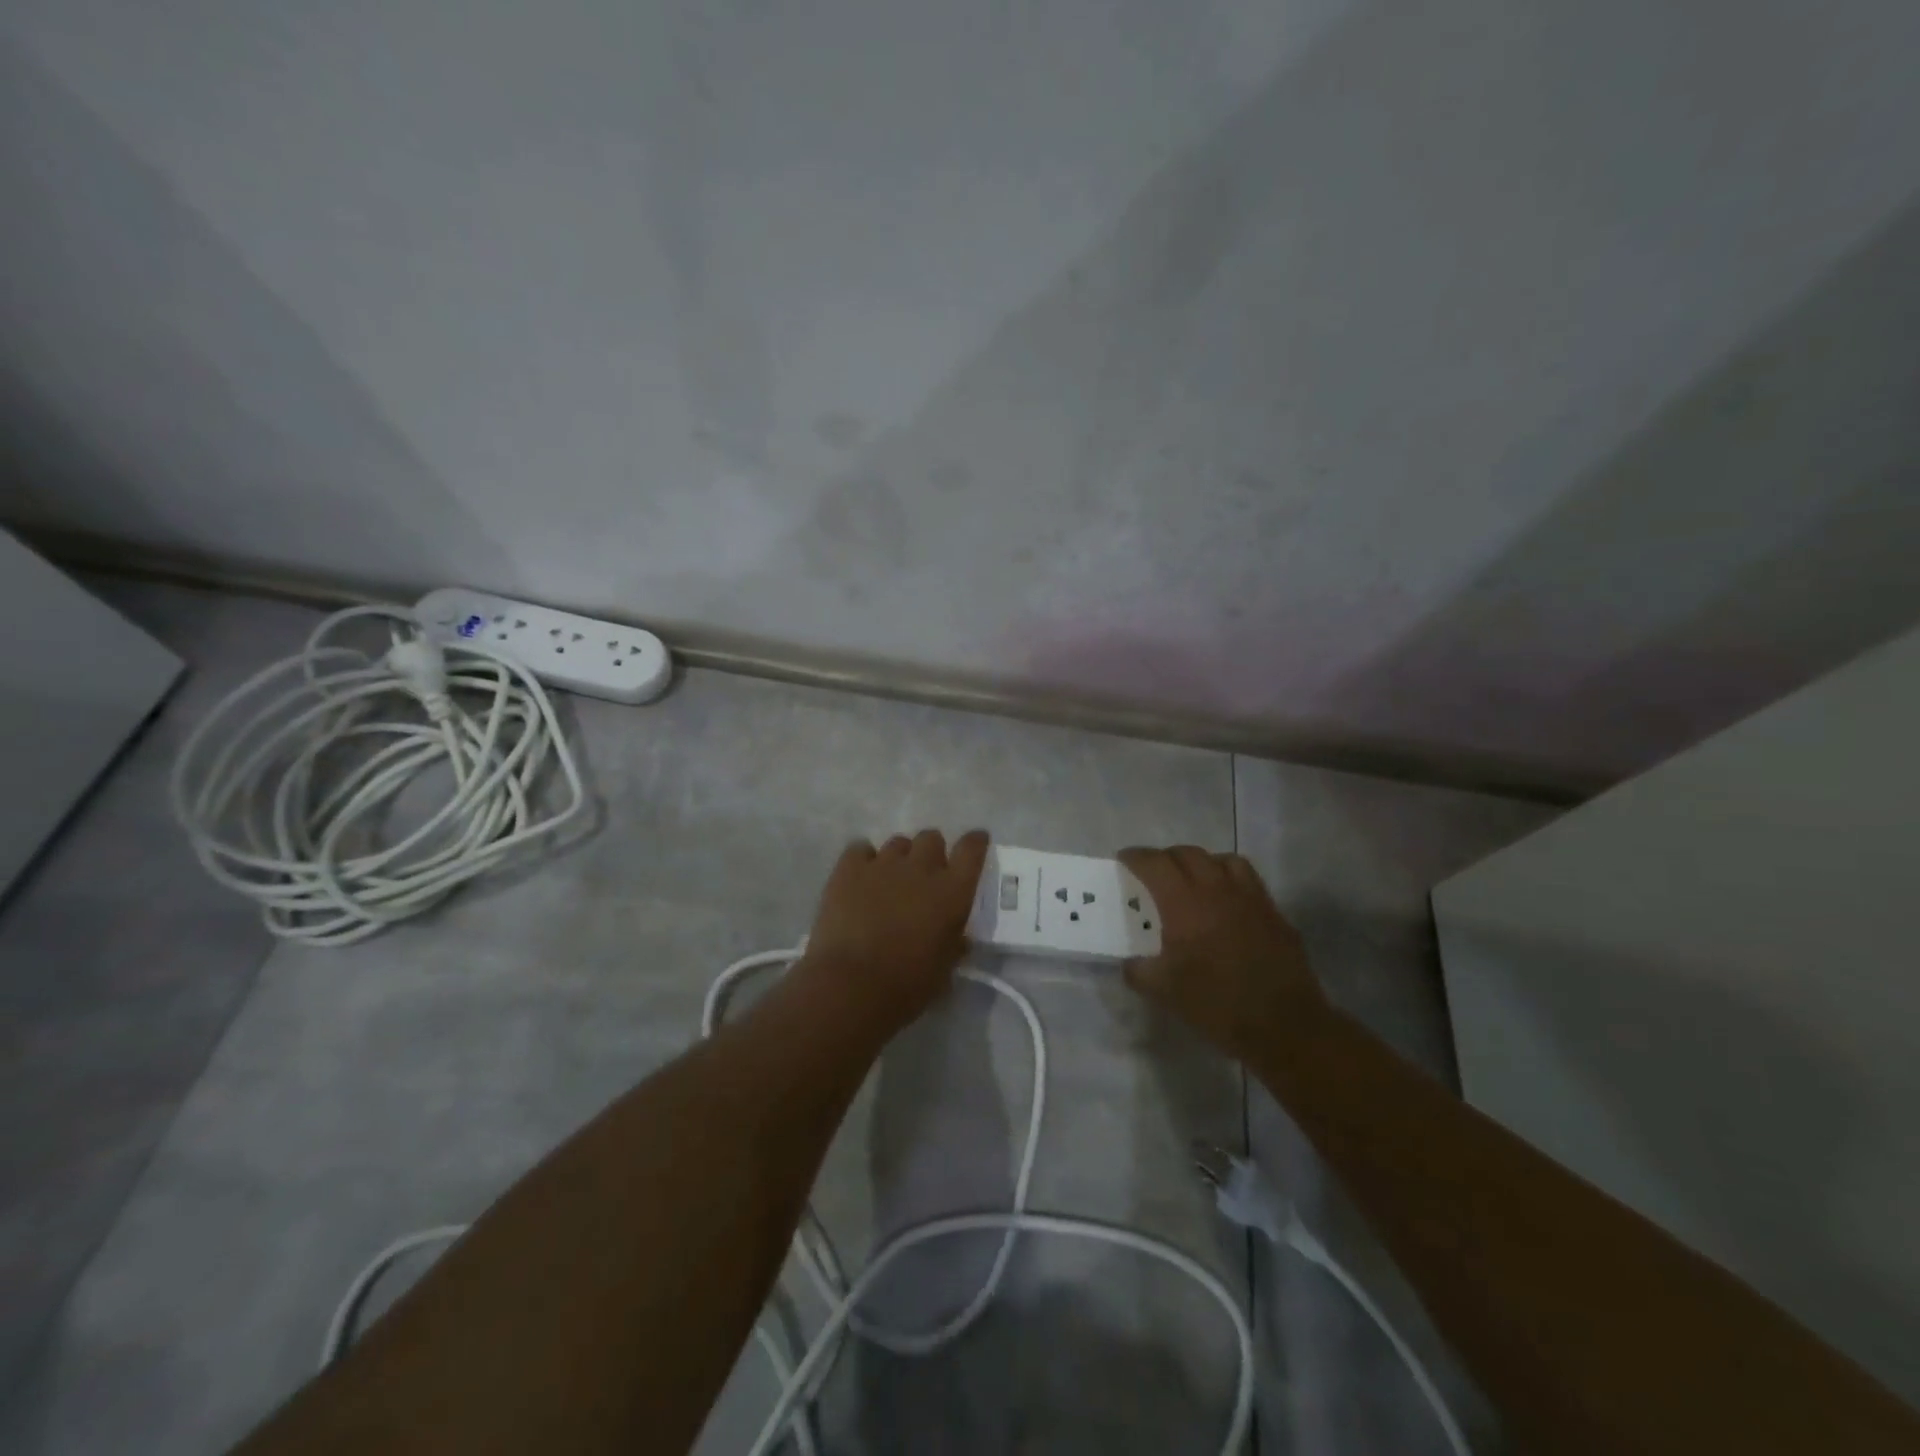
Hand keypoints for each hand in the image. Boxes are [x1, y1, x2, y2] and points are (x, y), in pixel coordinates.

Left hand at [797, 829, 989, 1038]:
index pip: (972, 849)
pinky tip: (860, 878)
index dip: (975, 842)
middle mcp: (921, 867)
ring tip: (890, 881)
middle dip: (931, 852)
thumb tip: (960, 937)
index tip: (975, 843)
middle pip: (931, 838)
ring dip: (900, 858)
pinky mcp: (849, 868)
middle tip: (924, 876)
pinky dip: (863, 860)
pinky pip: (860, 848)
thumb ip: (955, 944)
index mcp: (952, 891)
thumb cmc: (908, 984)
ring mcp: (883, 863)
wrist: (852, 986)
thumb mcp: (945, 970)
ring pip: (898, 842)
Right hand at [1118, 846, 1326, 1060]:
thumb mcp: (1164, 991)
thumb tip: (1130, 963)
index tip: (1124, 860)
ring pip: (1222, 859)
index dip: (1135, 857)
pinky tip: (1226, 902)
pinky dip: (1230, 879)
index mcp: (1184, 902)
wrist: (1283, 1024)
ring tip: (1193, 879)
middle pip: (1187, 853)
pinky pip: (1248, 879)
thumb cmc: (1216, 1003)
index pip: (1154, 863)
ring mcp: (1249, 897)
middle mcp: (1216, 888)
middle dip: (1165, 857)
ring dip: (1201, 862)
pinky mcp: (1273, 912)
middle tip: (1154, 873)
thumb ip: (1139, 971)